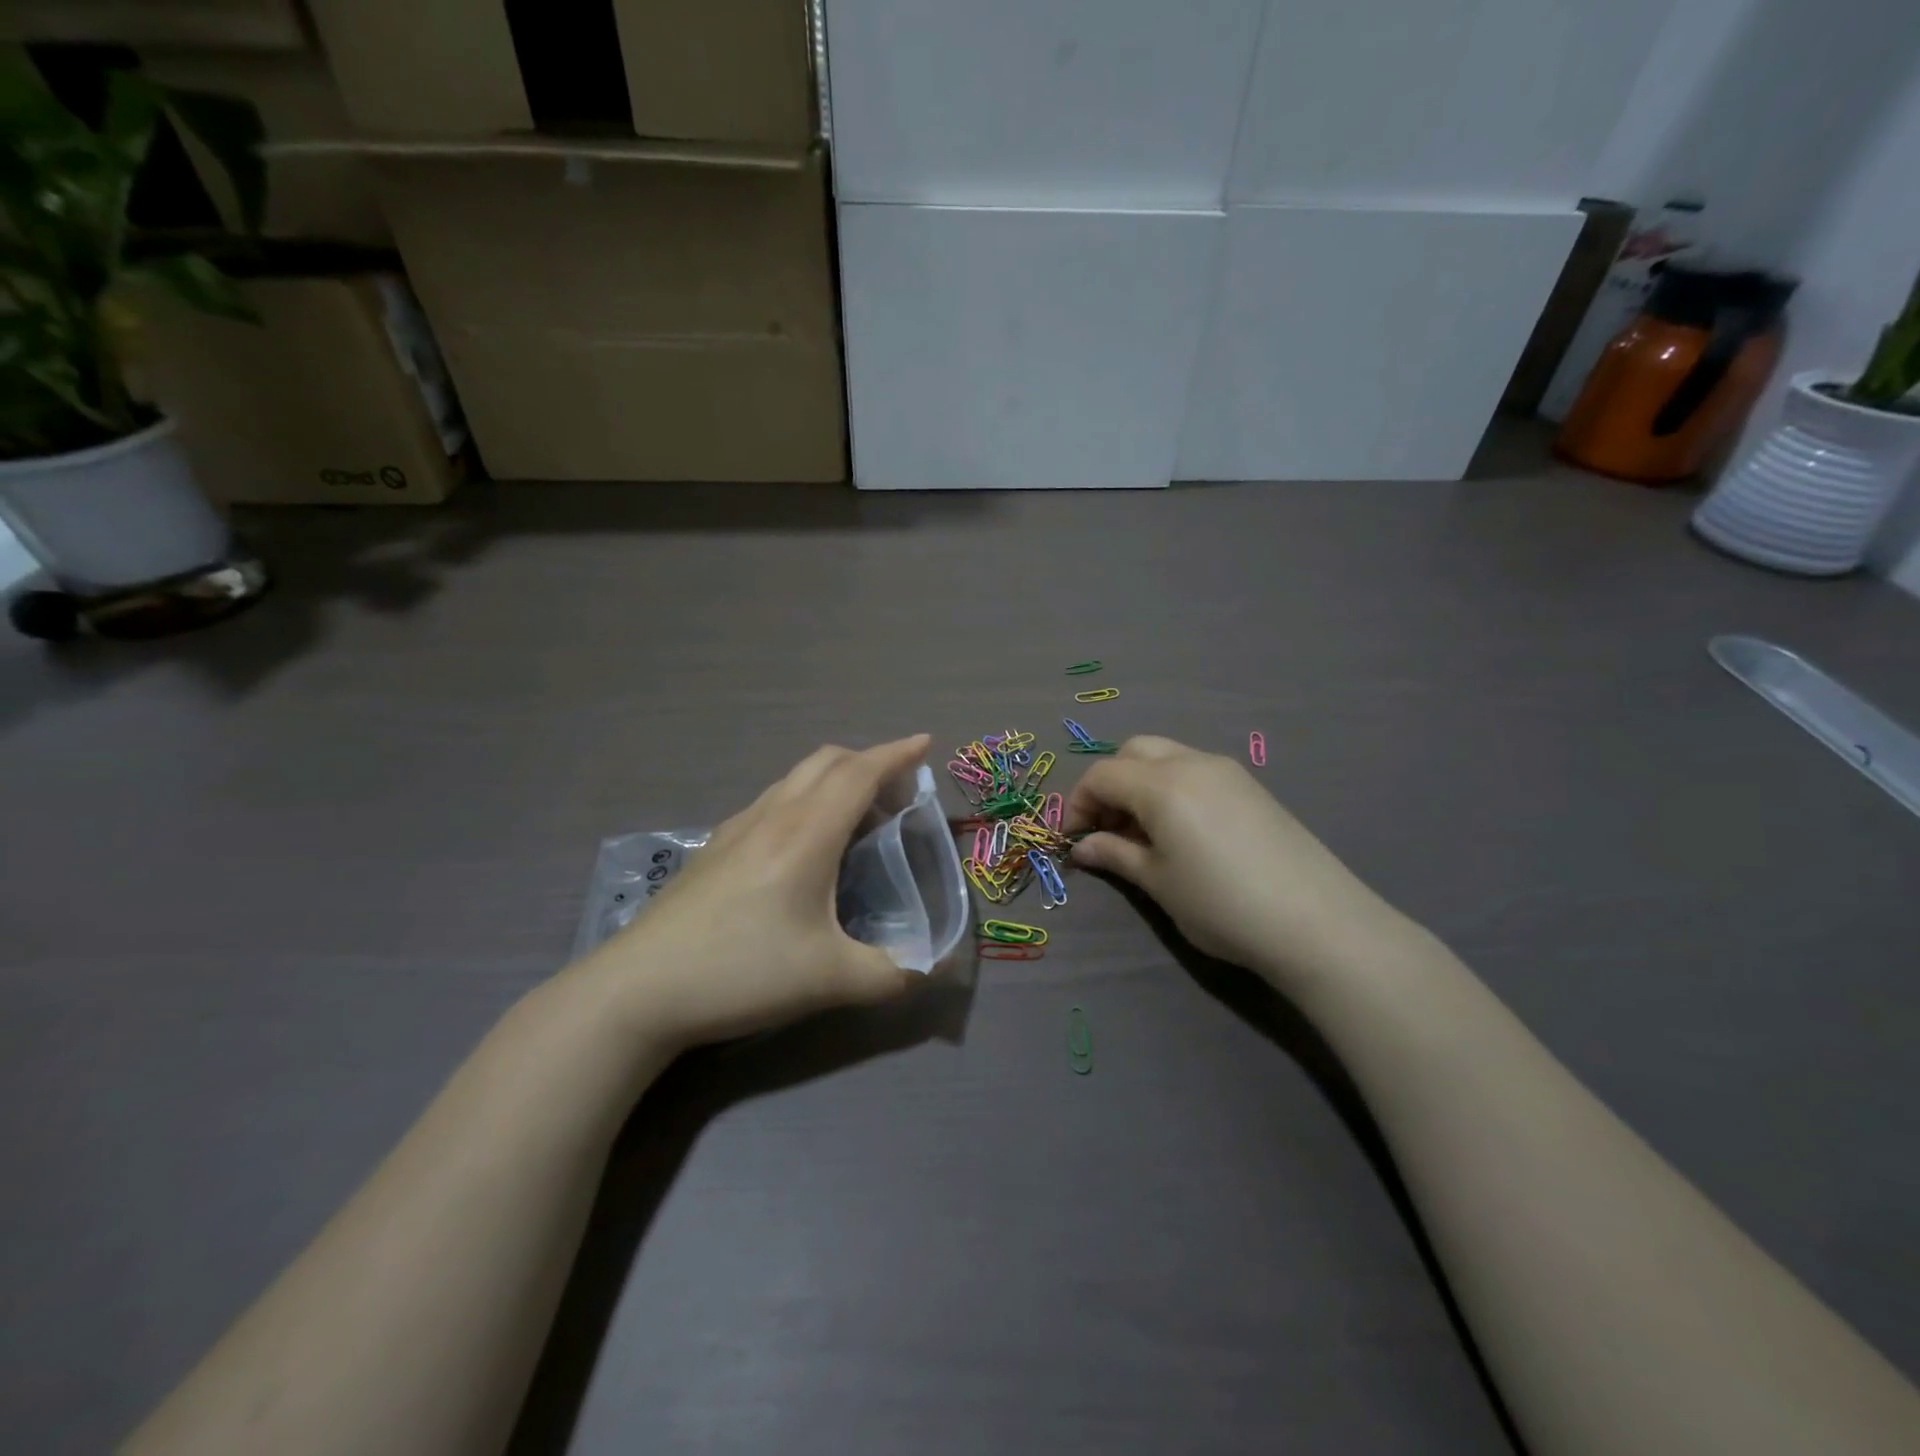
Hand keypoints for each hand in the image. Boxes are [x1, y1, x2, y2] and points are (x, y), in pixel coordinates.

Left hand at [582, 736, 929, 1049]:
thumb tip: (926, 967)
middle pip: (826, 762)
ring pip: (795, 779)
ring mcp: (737, 828)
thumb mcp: (829, 981)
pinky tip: (803, 846)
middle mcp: (773, 817)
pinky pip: (772, 801)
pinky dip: (805, 800)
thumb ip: (891, 974)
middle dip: (868, 761)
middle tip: (897, 790)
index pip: (860, 773)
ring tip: (856, 816)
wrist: (638, 990)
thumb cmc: (741, 972)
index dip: (897, 754)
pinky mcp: (714, 848)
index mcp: (806, 834)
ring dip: (834, 780)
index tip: (925, 743)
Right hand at [1066, 736, 1390, 980]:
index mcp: (1162, 785)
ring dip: (1140, 784)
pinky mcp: (1251, 786)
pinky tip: (1181, 831)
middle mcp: (1192, 763)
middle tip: (1108, 829)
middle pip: (1133, 752)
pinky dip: (1171, 787)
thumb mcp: (1158, 883)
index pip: (1102, 775)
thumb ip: (1115, 855)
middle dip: (1109, 784)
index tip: (1074, 839)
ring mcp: (1227, 770)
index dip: (1077, 803)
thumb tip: (1082, 846)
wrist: (1317, 923)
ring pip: (1166, 757)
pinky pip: (1195, 770)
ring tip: (1143, 834)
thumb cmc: (1222, 905)